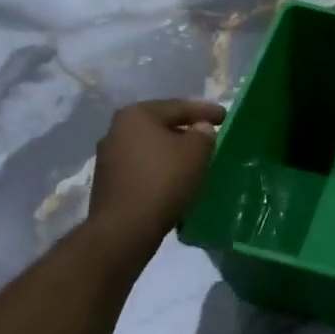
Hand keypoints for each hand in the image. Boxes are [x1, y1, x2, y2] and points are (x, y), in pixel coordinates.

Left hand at [88, 99, 226, 247]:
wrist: (125, 227)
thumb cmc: (163, 181)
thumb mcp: (195, 152)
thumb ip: (203, 134)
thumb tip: (200, 129)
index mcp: (136, 115)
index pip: (178, 106)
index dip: (205, 111)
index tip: (226, 117)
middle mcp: (116, 130)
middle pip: (161, 126)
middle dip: (186, 131)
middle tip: (209, 137)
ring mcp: (108, 158)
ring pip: (150, 148)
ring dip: (172, 152)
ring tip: (194, 161)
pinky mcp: (109, 183)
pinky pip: (142, 169)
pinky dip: (160, 170)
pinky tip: (175, 180)